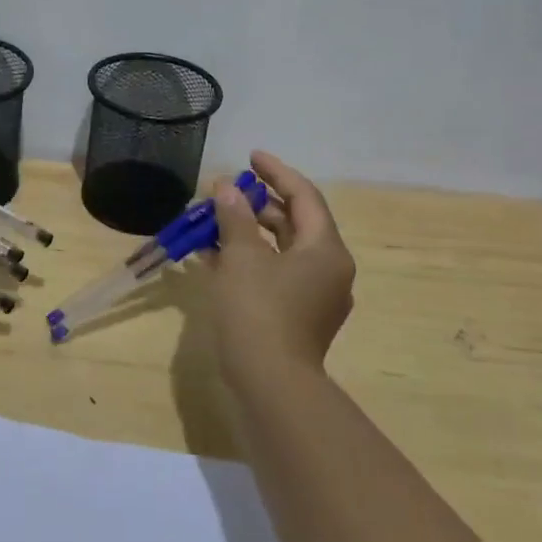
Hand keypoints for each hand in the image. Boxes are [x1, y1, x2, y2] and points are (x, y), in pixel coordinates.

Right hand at [206, 151, 356, 381]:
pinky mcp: (296, 316)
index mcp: (325, 250)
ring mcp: (314, 296)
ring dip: (249, 231)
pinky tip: (214, 254)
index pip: (304, 197)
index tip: (250, 156)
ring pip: (281, 250)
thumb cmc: (259, 311)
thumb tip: (227, 187)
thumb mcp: (242, 257)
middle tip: (226, 190)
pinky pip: (274, 273)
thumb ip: (234, 216)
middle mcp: (328, 270)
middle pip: (294, 223)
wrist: (270, 385)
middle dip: (258, 204)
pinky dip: (249, 258)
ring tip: (214, 219)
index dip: (276, 172)